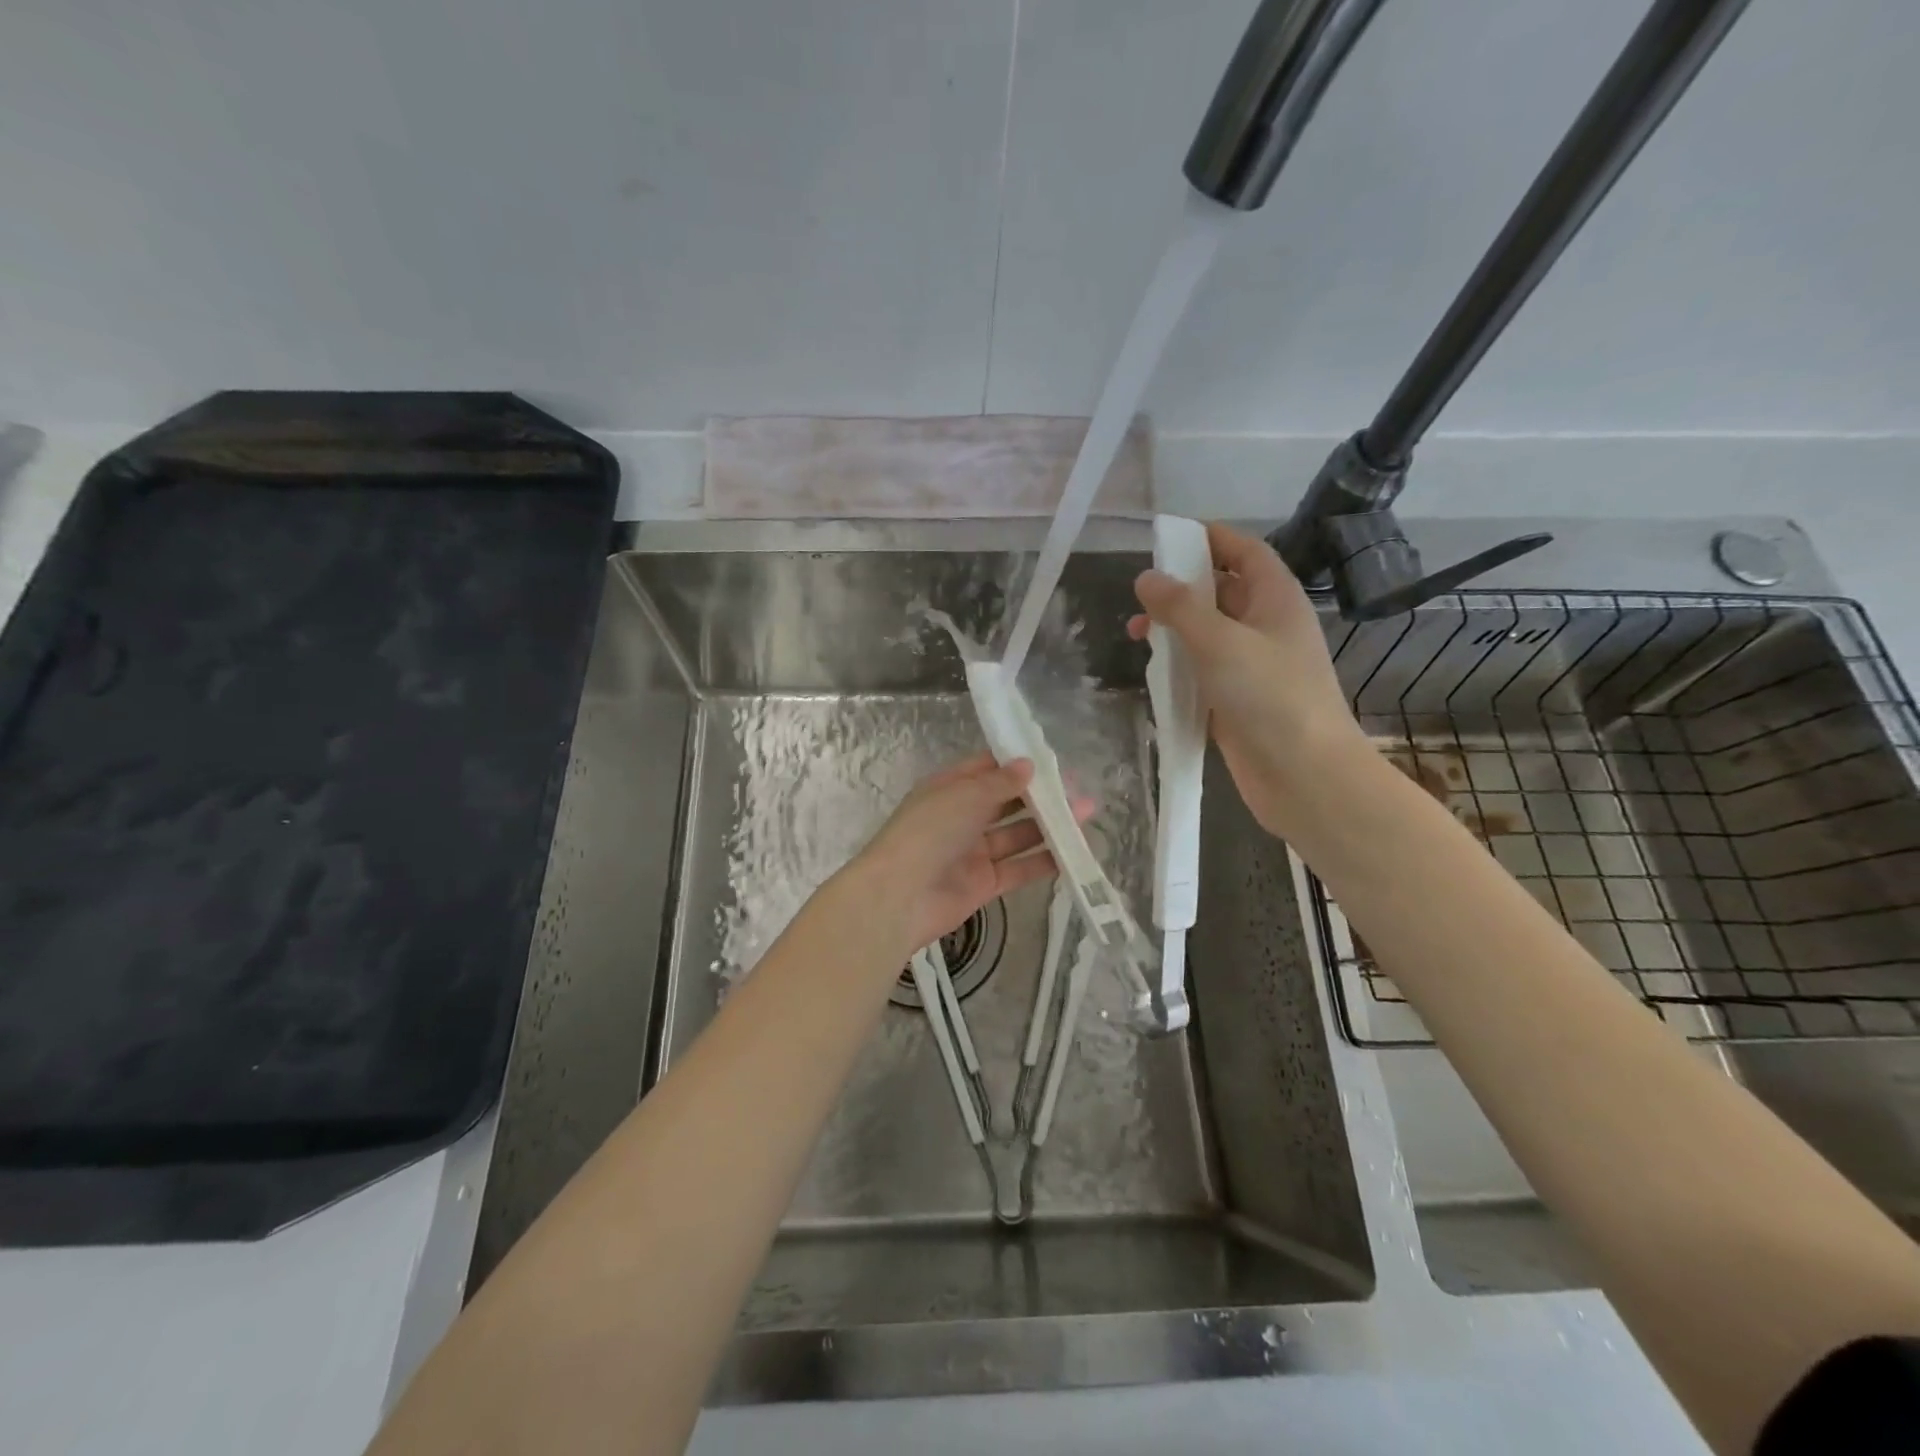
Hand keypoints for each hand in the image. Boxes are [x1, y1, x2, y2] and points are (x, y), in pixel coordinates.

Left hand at [842, 754, 1078, 957]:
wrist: (900, 897)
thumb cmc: (928, 832)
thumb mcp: (964, 796)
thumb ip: (1000, 783)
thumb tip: (1028, 765)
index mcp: (949, 789)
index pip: (987, 770)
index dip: (1018, 764)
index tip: (1053, 762)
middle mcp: (961, 817)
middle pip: (1006, 802)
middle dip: (1040, 797)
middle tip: (1078, 792)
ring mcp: (973, 852)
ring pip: (1017, 835)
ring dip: (1048, 827)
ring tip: (1085, 816)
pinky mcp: (984, 884)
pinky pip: (1019, 868)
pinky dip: (1043, 861)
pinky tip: (1073, 853)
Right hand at [1129, 522, 1364, 833]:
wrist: (1305, 775)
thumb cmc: (1270, 697)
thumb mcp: (1220, 642)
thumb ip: (1180, 607)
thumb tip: (1146, 578)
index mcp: (1276, 599)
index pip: (1245, 552)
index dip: (1210, 538)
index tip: (1167, 538)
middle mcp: (1267, 626)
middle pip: (1222, 591)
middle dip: (1181, 588)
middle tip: (1141, 597)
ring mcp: (1254, 666)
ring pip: (1210, 633)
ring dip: (1175, 630)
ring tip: (1137, 636)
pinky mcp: (1240, 700)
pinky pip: (1205, 670)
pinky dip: (1180, 666)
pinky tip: (1154, 674)